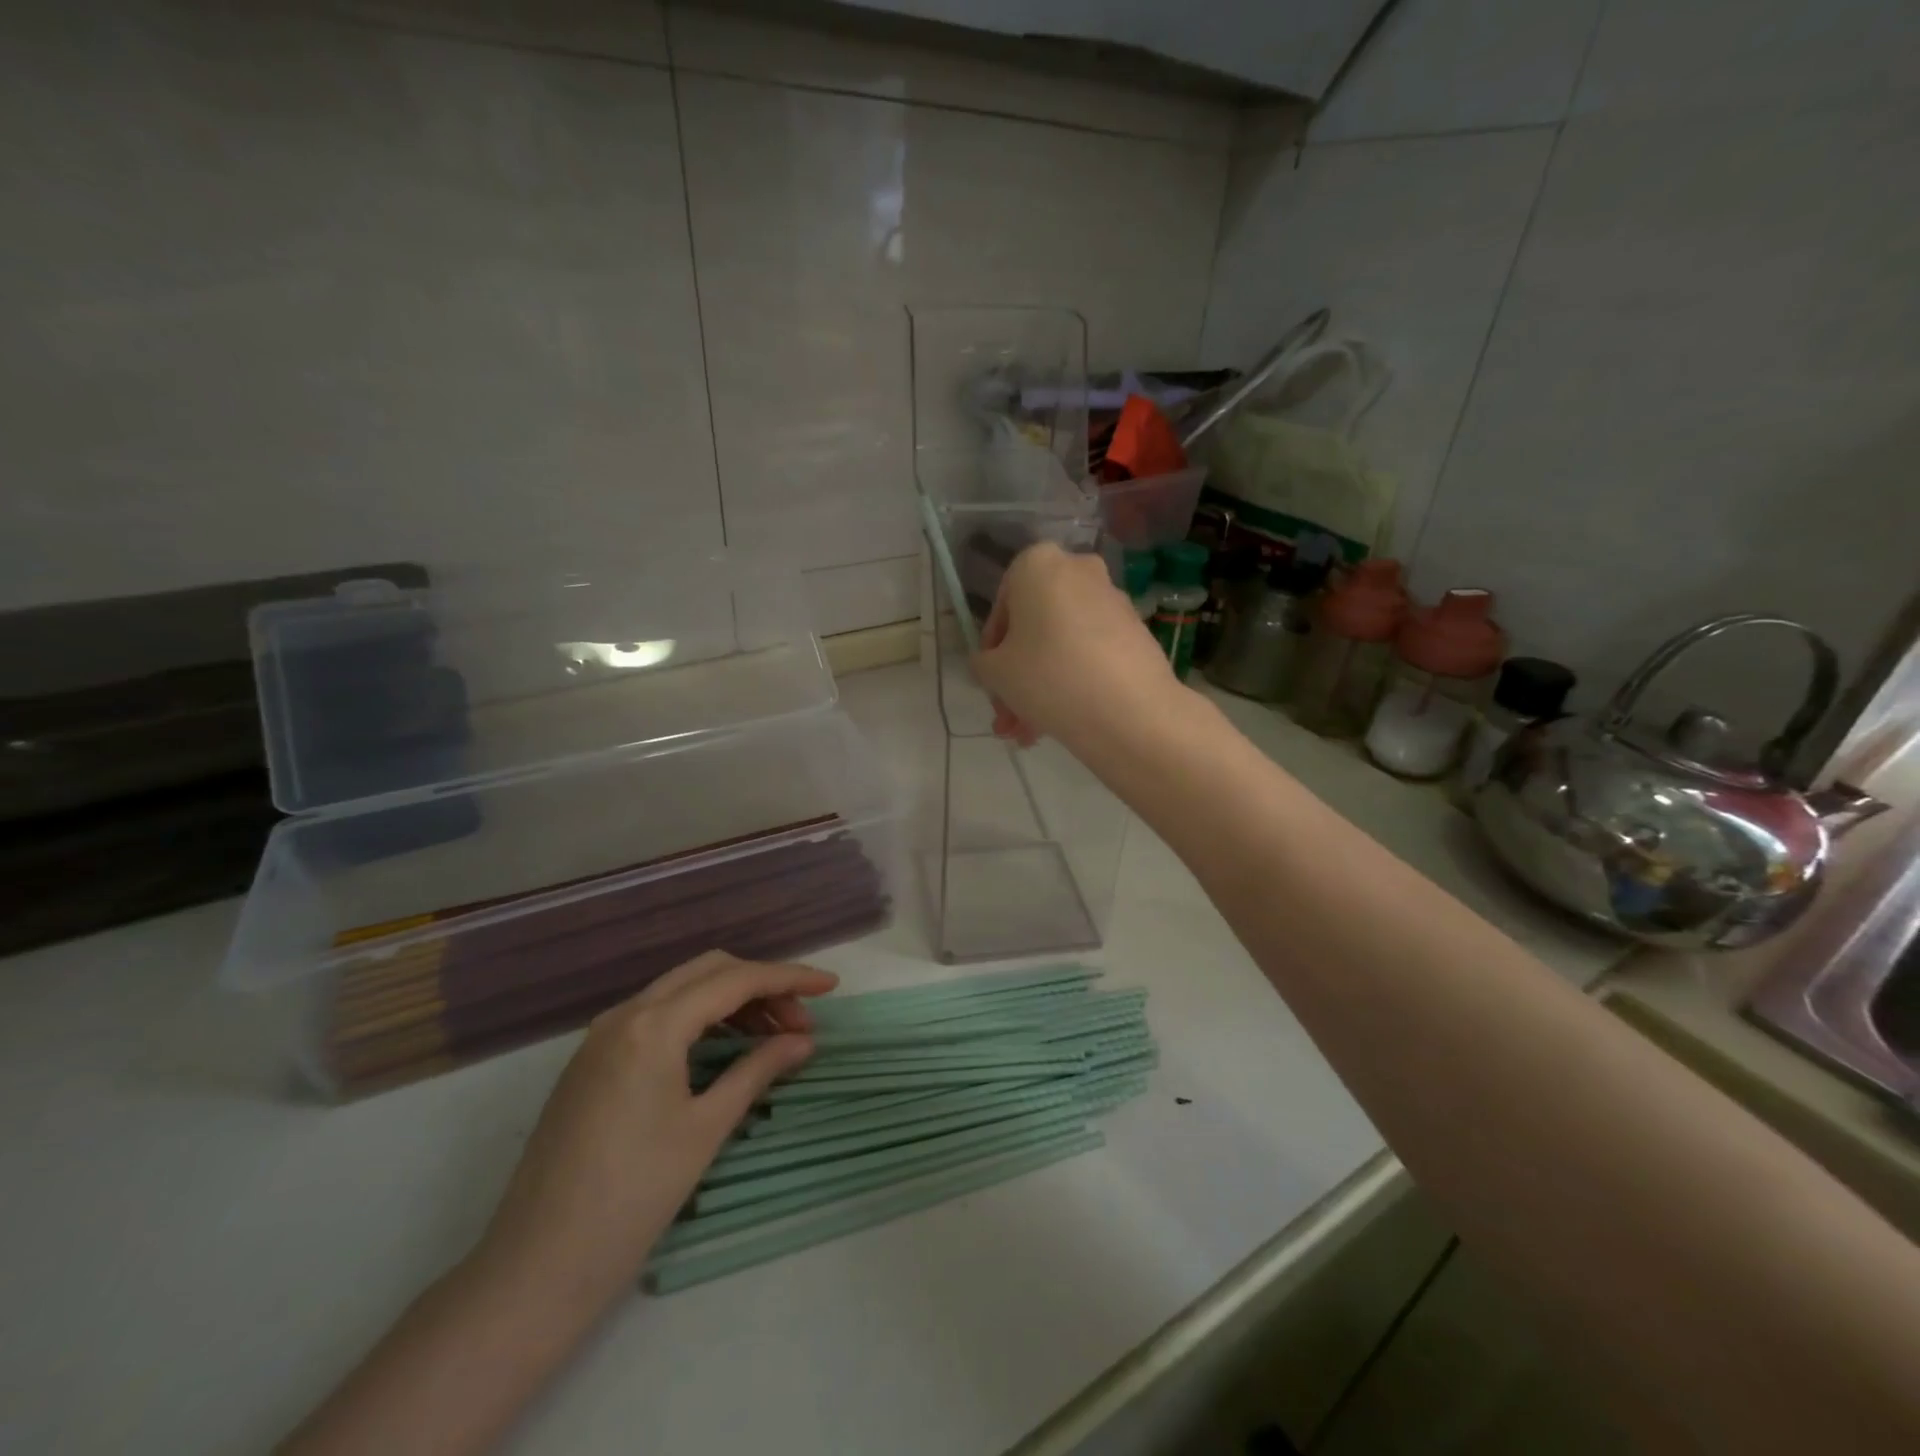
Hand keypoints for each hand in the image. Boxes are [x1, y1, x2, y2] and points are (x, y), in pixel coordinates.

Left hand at [473, 951, 837, 1314]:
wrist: (536, 1267)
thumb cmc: (633, 1196)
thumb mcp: (706, 1127)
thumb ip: (758, 1070)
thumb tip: (803, 1041)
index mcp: (654, 1024)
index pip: (735, 980)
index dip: (788, 979)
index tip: (830, 987)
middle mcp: (625, 1014)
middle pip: (708, 971)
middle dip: (761, 986)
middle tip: (800, 1022)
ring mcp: (602, 1036)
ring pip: (681, 991)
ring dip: (730, 1002)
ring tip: (771, 1037)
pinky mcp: (592, 1060)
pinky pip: (656, 1017)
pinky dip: (698, 1020)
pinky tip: (722, 1049)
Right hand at [972, 542, 1180, 748]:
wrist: (1131, 711)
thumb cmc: (1049, 676)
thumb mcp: (995, 673)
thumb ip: (983, 662)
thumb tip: (993, 663)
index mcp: (1038, 564)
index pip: (1001, 606)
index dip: (992, 650)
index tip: (992, 682)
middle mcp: (1078, 570)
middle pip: (1035, 627)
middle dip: (1018, 676)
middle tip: (1009, 716)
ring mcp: (1112, 600)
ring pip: (1062, 644)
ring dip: (1041, 686)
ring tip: (1029, 734)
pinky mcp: (1136, 631)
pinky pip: (1090, 653)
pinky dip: (1073, 680)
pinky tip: (1060, 722)